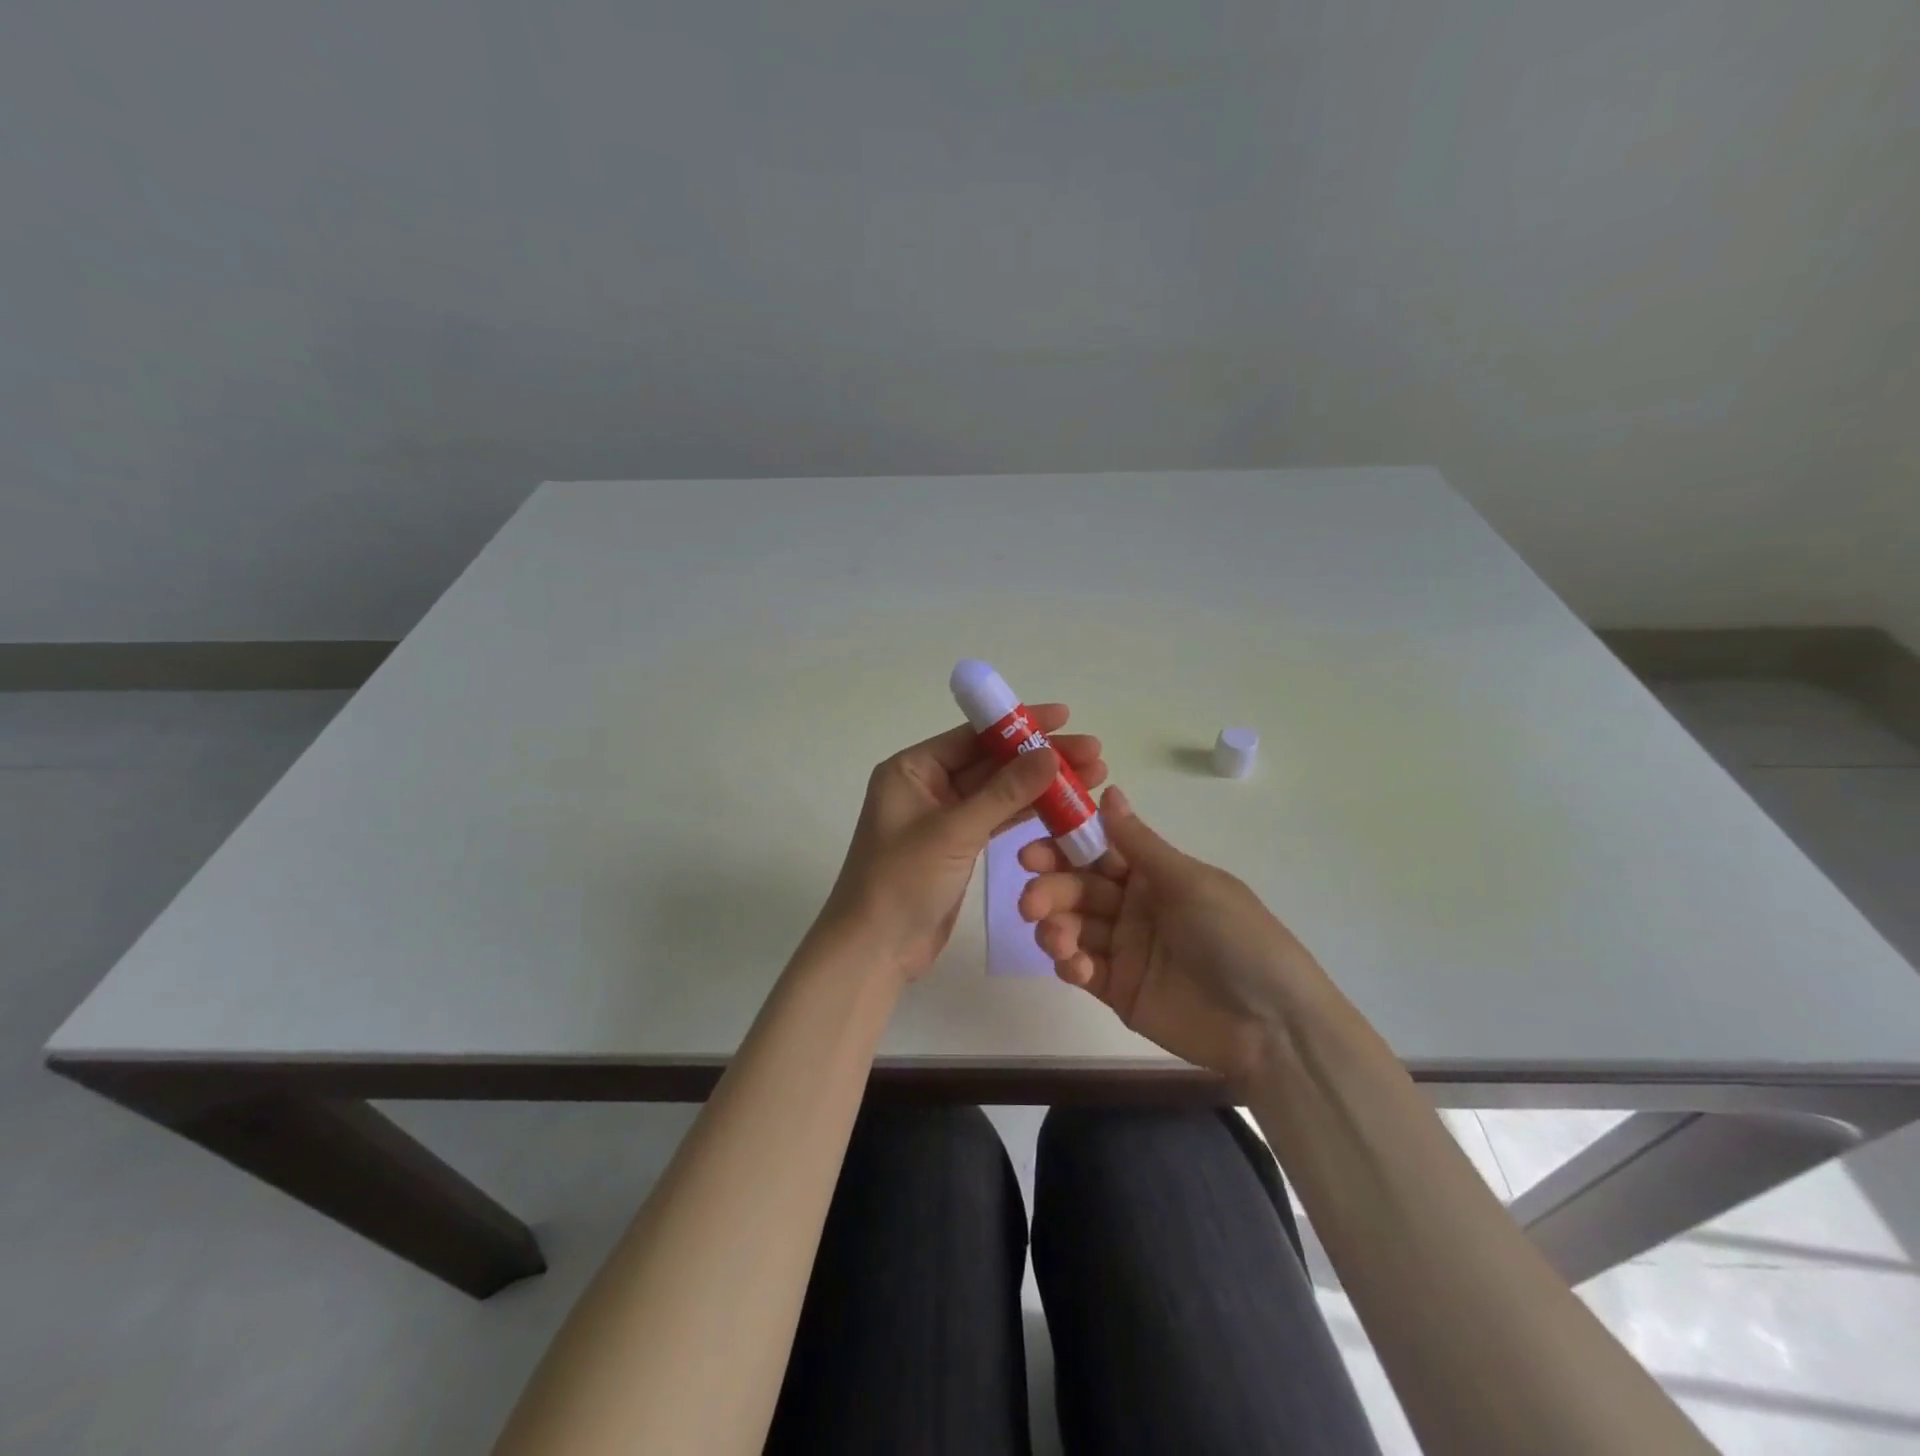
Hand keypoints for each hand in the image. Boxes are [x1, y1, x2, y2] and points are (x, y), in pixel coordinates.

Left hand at [823, 706, 1106, 979]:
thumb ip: (1004, 792)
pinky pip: (998, 820)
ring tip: (1093, 778)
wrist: (875, 950)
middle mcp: (927, 786)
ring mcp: (944, 817)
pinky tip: (1066, 808)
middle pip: (992, 762)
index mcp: (912, 769)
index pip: (974, 736)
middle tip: (1094, 753)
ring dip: (1042, 786)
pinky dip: (1029, 814)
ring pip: (1000, 792)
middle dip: (1040, 757)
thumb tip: (1050, 754)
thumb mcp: (954, 831)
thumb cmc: (902, 881)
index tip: (1065, 717)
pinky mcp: (959, 846)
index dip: (1021, 725)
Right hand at [1018, 785, 1330, 1083]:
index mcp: (1153, 875)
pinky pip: (1083, 970)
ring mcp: (1125, 950)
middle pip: (1078, 890)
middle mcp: (1134, 907)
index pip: (1096, 853)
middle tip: (1031, 902)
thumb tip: (1108, 790)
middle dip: (1051, 891)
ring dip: (1055, 927)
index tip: (1031, 852)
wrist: (1273, 1026)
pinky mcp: (1119, 991)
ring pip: (1074, 928)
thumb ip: (1139, 844)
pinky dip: (1070, 964)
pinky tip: (1074, 965)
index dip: (1061, 849)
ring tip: (1054, 937)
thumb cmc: (1236, 938)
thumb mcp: (1190, 883)